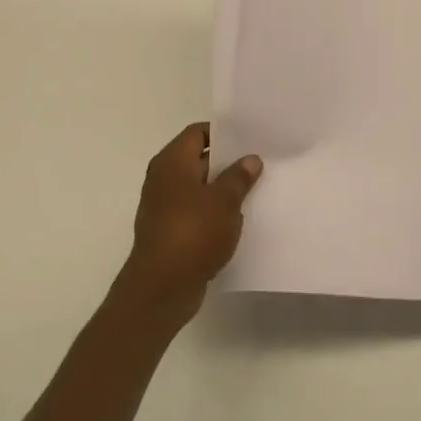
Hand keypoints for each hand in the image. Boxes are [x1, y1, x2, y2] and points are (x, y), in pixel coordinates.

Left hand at [117, 122, 262, 325]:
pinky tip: (238, 220)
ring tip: (255, 190)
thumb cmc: (192, 233)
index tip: (249, 138)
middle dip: (228, 162)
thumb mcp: (224, 200)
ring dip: (223, 190)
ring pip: (199, 188)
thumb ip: (239, 177)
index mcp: (172, 162)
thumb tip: (250, 159)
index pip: (198, 132)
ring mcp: (164, 206)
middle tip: (259, 163)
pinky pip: (196, 212)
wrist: (161, 288)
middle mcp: (164, 179)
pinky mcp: (170, 231)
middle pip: (199, 159)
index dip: (223, 132)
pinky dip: (214, 213)